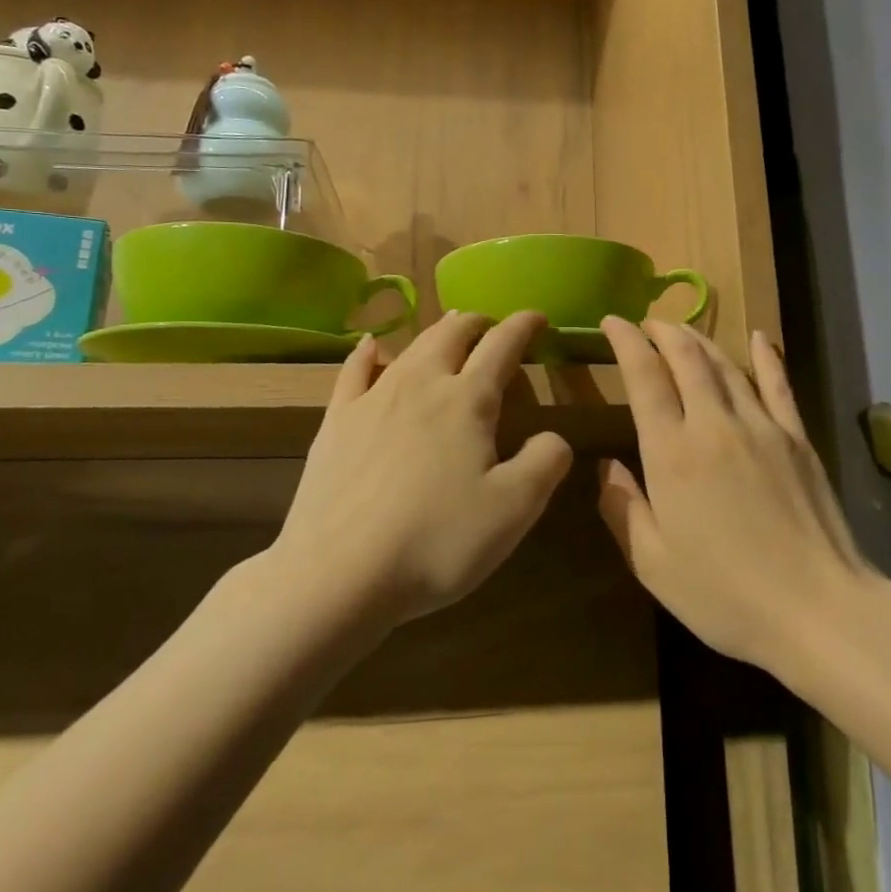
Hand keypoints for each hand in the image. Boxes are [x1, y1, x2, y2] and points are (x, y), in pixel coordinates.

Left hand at [275, 312, 573, 627]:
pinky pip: (354, 371)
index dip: (524, 326)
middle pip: (453, 334)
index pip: (502, 345)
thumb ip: (546, 462)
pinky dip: (370, 352)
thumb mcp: (514, 509)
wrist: (338, 573)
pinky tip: (372, 347)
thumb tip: (554, 437)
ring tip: (450, 327)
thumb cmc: (436, 540)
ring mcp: (373, 399)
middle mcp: (421, 384)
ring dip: (437, 331)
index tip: (538, 317)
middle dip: (478, 323)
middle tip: (493, 325)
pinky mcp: (336, 421)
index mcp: (467, 400)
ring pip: (411, 346)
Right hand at [597, 318, 865, 673]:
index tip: (612, 322)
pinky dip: (766, 356)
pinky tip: (759, 337)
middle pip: (686, 359)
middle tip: (646, 323)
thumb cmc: (725, 595)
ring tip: (682, 328)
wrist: (818, 610)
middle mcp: (713, 425)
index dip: (626, 342)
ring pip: (726, 365)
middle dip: (662, 332)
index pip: (644, 377)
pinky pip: (778, 385)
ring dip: (700, 340)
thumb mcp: (653, 564)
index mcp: (671, 453)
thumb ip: (623, 509)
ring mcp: (761, 426)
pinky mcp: (797, 438)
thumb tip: (606, 466)